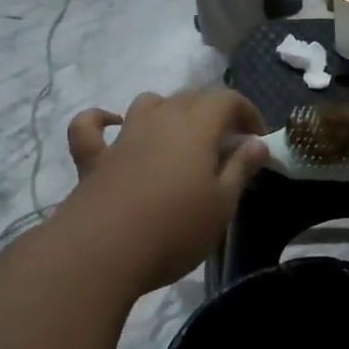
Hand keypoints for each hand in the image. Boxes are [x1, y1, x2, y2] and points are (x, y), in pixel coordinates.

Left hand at [58, 90, 268, 293]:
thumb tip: (257, 143)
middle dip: (213, 111)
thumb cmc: (175, 229)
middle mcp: (159, 121)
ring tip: (180, 134)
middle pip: (190, 97)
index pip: (227, 99)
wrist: (104, 252)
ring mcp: (123, 137)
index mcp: (196, 128)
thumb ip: (240, 169)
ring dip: (168, 109)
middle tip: (226, 142)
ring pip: (148, 103)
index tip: (257, 138)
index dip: (247, 111)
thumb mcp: (222, 205)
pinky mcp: (93, 158)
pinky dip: (102, 119)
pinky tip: (113, 125)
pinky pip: (91, 126)